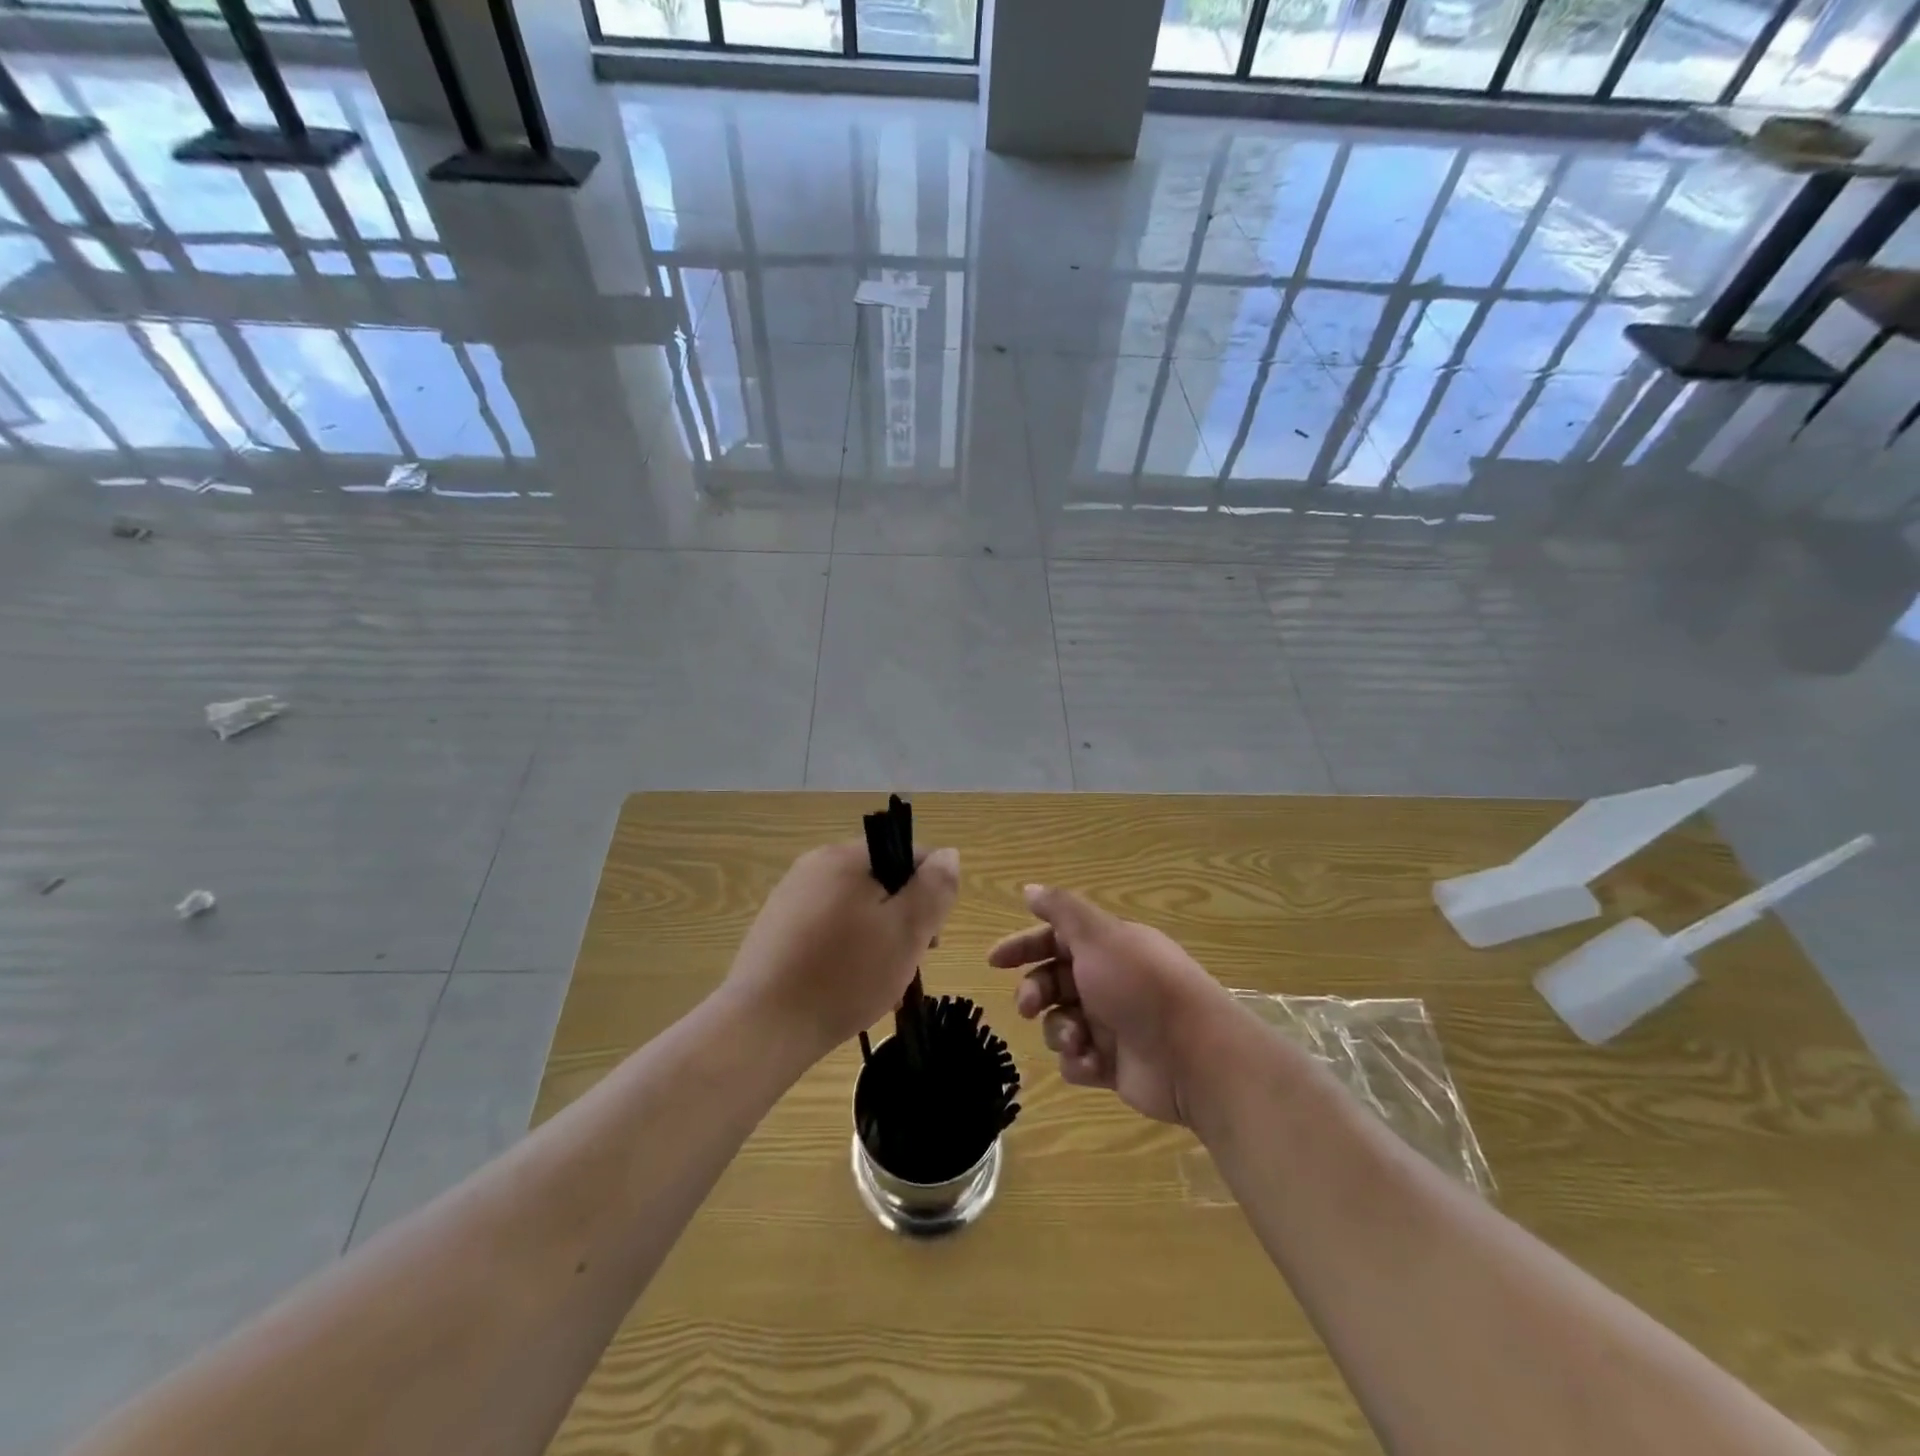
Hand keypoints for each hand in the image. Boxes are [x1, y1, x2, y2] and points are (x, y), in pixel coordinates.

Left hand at [726, 841, 959, 1056]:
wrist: (762, 1027)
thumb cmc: (844, 975)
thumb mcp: (906, 931)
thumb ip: (934, 888)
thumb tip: (949, 854)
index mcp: (846, 856)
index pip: (909, 855)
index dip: (930, 893)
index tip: (929, 939)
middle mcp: (815, 865)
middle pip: (881, 881)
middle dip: (902, 919)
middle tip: (906, 964)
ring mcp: (791, 896)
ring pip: (856, 908)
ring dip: (877, 938)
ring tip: (877, 982)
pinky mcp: (776, 928)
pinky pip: (828, 928)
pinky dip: (846, 950)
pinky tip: (846, 986)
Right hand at [990, 884, 1236, 1126]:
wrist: (1192, 1055)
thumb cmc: (1140, 986)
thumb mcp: (1098, 937)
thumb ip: (1061, 910)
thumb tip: (1029, 888)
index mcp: (1107, 947)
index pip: (1056, 939)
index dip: (1025, 946)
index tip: (994, 961)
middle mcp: (1108, 981)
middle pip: (1053, 982)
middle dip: (1035, 993)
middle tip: (1028, 1006)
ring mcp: (1111, 1024)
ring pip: (1060, 1022)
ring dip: (1059, 1030)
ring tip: (1077, 1039)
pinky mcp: (1114, 1064)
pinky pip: (1076, 1059)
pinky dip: (1078, 1061)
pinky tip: (1092, 1063)